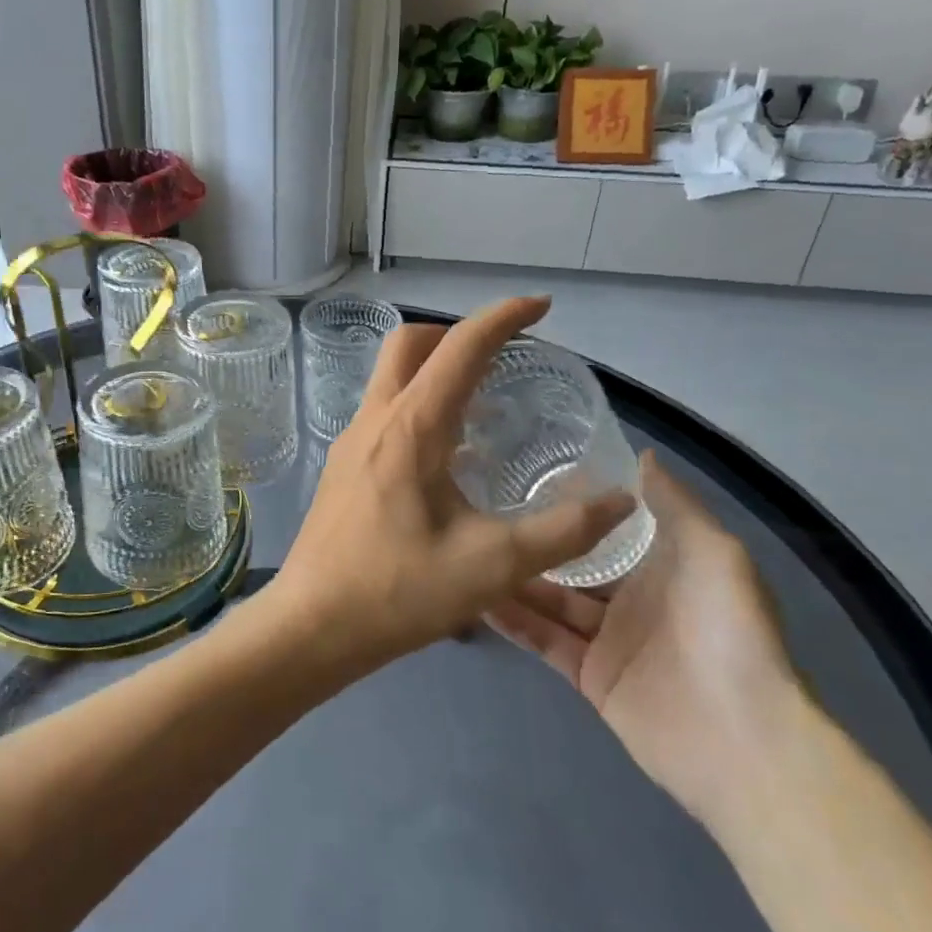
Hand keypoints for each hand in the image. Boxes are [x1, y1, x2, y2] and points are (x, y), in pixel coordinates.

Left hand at [278, 297, 635, 670]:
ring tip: (483, 402)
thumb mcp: (493, 565)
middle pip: (410, 343)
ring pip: (390, 375)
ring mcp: (351, 440)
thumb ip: (563, 531)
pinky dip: (418, 402)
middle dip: (458, 333)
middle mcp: (376, 418)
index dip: (503, 317)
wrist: (312, 624)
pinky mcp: (343, 465)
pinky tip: (446, 452)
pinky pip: (383, 409)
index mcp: (412, 426)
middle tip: (503, 356)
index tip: (540, 307)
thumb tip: (619, 502)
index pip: (460, 347)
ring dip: (434, 368)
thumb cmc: (398, 591)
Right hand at [486, 452, 801, 827]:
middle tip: (482, 513)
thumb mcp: (714, 551)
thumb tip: (642, 455)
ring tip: (467, 551)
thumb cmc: (728, 630)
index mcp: (664, 567)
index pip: (608, 530)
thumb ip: (674, 504)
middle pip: (573, 566)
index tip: (528, 476)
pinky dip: (515, 621)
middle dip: (535, 543)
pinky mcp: (590, 678)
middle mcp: (633, 600)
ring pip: (551, 602)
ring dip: (515, 580)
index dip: (574, 508)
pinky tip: (477, 596)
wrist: (742, 738)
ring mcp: (609, 641)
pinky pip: (545, 641)